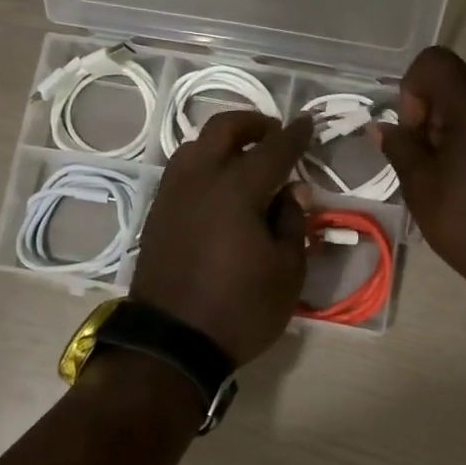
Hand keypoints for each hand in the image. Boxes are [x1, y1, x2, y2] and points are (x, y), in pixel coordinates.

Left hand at [131, 111, 314, 365]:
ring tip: (245, 160)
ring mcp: (172, 194)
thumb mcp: (287, 271)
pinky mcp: (157, 213)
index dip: (296, 134)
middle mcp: (200, 179)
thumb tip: (293, 191)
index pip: (274, 149)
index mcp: (237, 189)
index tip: (308, 123)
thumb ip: (293, 222)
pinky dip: (204, 165)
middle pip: (224, 129)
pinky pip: (182, 171)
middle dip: (253, 123)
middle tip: (274, 135)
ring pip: (195, 146)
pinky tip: (219, 188)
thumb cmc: (240, 309)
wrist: (172, 341)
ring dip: (223, 142)